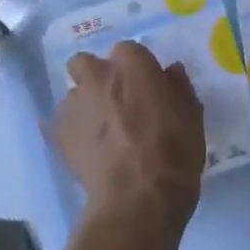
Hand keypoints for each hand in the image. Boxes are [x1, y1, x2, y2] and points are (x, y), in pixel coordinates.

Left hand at [53, 41, 204, 224]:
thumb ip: (179, 88)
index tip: (148, 88)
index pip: (130, 51)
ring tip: (104, 134)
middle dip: (98, 77)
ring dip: (87, 106)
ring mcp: (74, 104)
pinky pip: (65, 124)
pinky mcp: (58, 134)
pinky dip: (76, 133)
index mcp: (132, 65)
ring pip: (75, 94)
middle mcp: (97, 76)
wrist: (138, 198)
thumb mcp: (191, 117)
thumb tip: (171, 73)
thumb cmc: (174, 152)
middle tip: (117, 102)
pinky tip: (92, 152)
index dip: (138, 69)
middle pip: (87, 63)